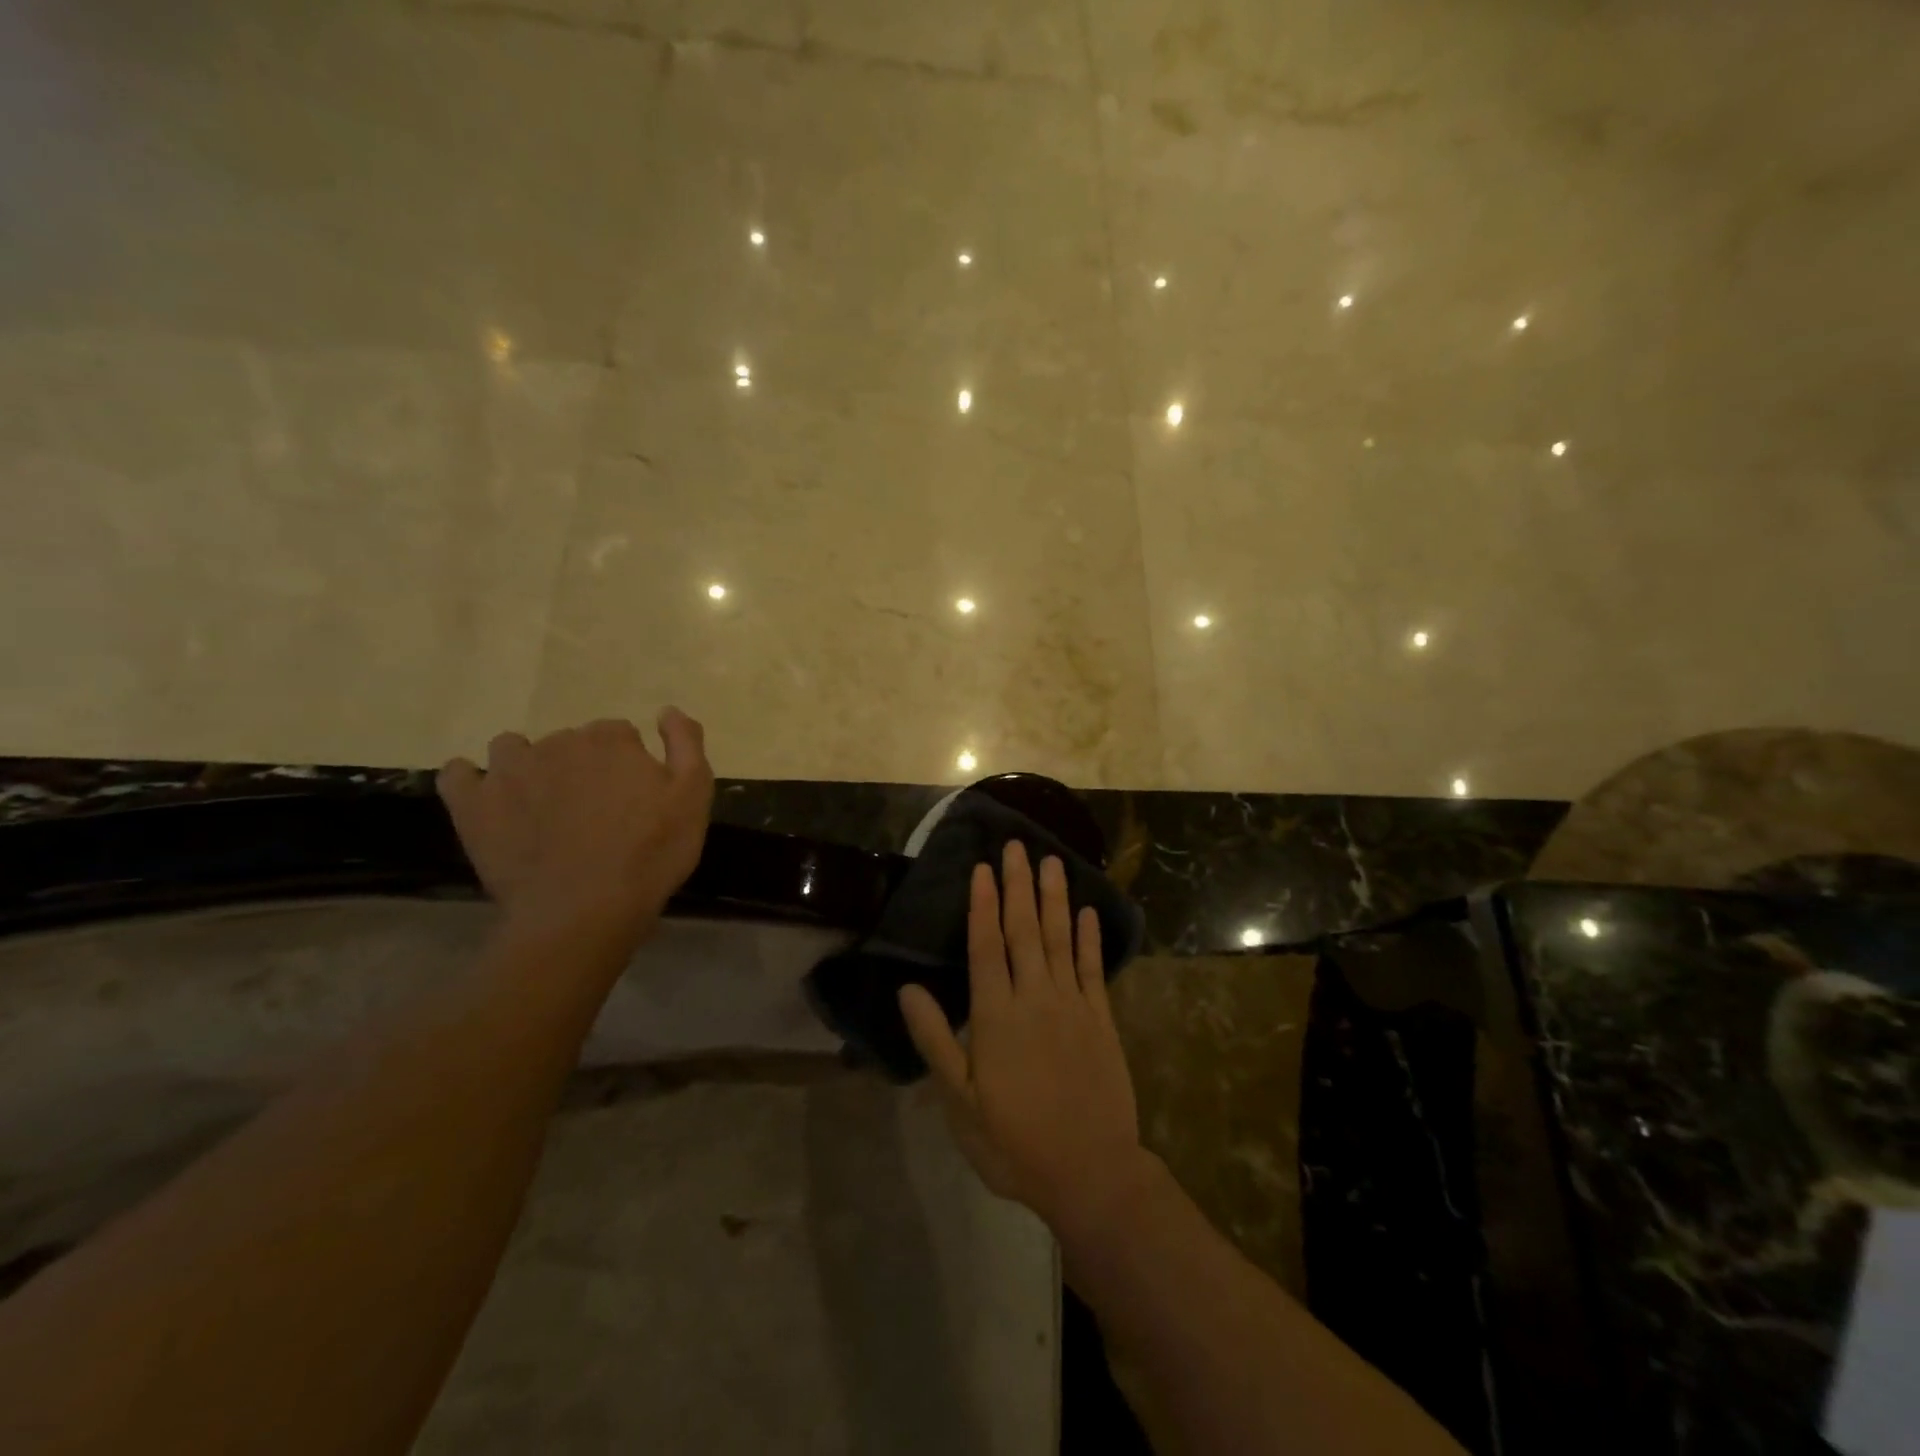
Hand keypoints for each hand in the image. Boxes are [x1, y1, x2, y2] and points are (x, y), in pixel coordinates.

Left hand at [437, 711, 714, 946]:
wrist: (584, 910)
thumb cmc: (650, 854)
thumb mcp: (693, 798)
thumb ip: (686, 744)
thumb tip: (667, 710)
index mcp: (611, 740)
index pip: (619, 733)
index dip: (628, 763)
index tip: (634, 796)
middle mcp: (557, 743)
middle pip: (571, 741)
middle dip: (583, 766)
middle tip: (596, 811)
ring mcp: (509, 771)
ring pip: (514, 749)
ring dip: (528, 766)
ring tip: (542, 805)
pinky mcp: (473, 804)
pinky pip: (458, 774)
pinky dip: (471, 781)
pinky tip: (489, 800)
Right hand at [899, 841, 1152, 1232]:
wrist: (1091, 1172)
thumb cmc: (1014, 1143)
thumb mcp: (961, 1103)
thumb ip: (936, 1041)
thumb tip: (907, 989)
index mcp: (996, 1016)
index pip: (986, 946)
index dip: (983, 904)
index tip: (982, 867)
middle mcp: (1035, 998)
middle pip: (1024, 930)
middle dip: (1018, 885)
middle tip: (1017, 845)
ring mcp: (1073, 1005)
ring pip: (1060, 939)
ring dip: (1055, 898)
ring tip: (1052, 861)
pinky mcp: (1101, 1019)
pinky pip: (1093, 968)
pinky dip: (1089, 938)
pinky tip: (1087, 912)